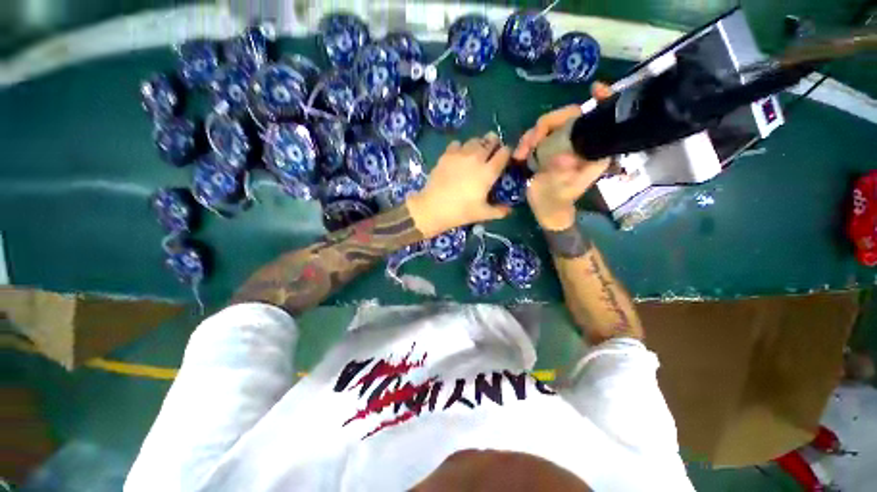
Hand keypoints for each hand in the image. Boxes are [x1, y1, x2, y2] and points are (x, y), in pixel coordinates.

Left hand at [407, 133, 511, 237]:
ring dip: (478, 144)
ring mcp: (460, 154)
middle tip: (491, 152)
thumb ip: (499, 211)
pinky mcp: (447, 154)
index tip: (504, 158)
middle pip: (491, 140)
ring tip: (475, 154)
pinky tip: (458, 157)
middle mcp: (477, 158)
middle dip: (494, 143)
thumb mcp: (483, 214)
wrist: (433, 208)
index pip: (504, 152)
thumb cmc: (461, 212)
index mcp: (488, 172)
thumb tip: (510, 210)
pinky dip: (461, 147)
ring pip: (475, 139)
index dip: (507, 153)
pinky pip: (457, 143)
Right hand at [515, 83, 613, 230]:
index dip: (603, 101)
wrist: (546, 209)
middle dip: (547, 124)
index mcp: (592, 150)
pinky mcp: (547, 149)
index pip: (600, 119)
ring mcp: (561, 144)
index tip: (594, 89)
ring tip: (520, 154)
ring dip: (531, 135)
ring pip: (549, 125)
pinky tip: (519, 156)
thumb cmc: (558, 201)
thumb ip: (563, 175)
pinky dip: (526, 142)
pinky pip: (537, 136)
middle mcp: (578, 143)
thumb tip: (561, 156)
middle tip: (530, 142)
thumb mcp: (563, 190)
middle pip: (568, 117)